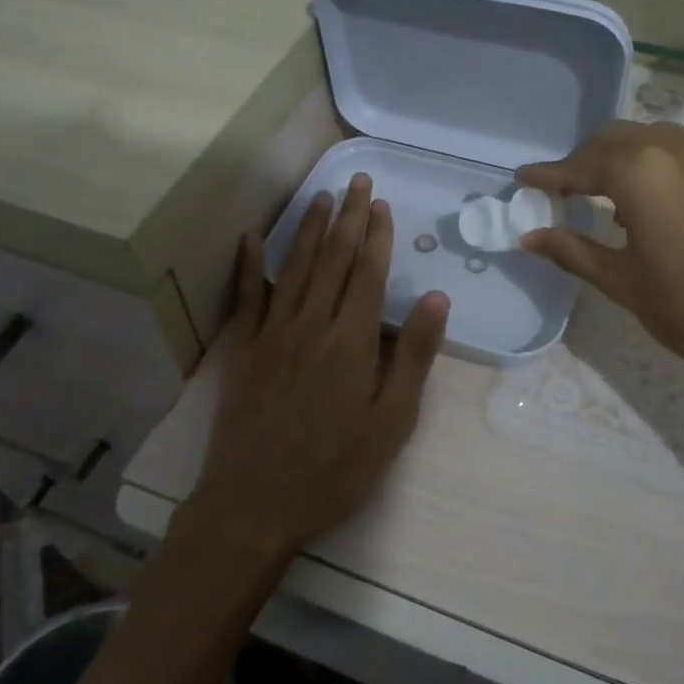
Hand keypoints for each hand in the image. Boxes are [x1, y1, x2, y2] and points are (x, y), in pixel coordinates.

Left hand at [186, 174, 449, 559]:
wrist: (256, 503)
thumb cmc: (335, 468)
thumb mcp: (392, 421)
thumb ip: (413, 356)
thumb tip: (438, 298)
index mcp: (352, 340)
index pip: (368, 273)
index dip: (376, 235)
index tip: (380, 202)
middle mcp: (312, 323)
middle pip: (332, 258)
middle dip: (346, 217)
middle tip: (355, 180)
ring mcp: (273, 333)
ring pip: (293, 266)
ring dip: (307, 228)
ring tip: (319, 196)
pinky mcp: (245, 349)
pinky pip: (247, 295)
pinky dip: (249, 263)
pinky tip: (250, 237)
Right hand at [517, 122, 683, 398]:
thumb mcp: (622, 282)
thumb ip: (572, 250)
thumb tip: (530, 237)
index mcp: (641, 172)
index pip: (581, 165)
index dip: (549, 175)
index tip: (524, 180)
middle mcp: (681, 150)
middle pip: (621, 138)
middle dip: (589, 159)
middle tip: (571, 188)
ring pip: (664, 141)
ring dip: (633, 160)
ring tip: (623, 200)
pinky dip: (675, 174)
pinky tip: (678, 211)